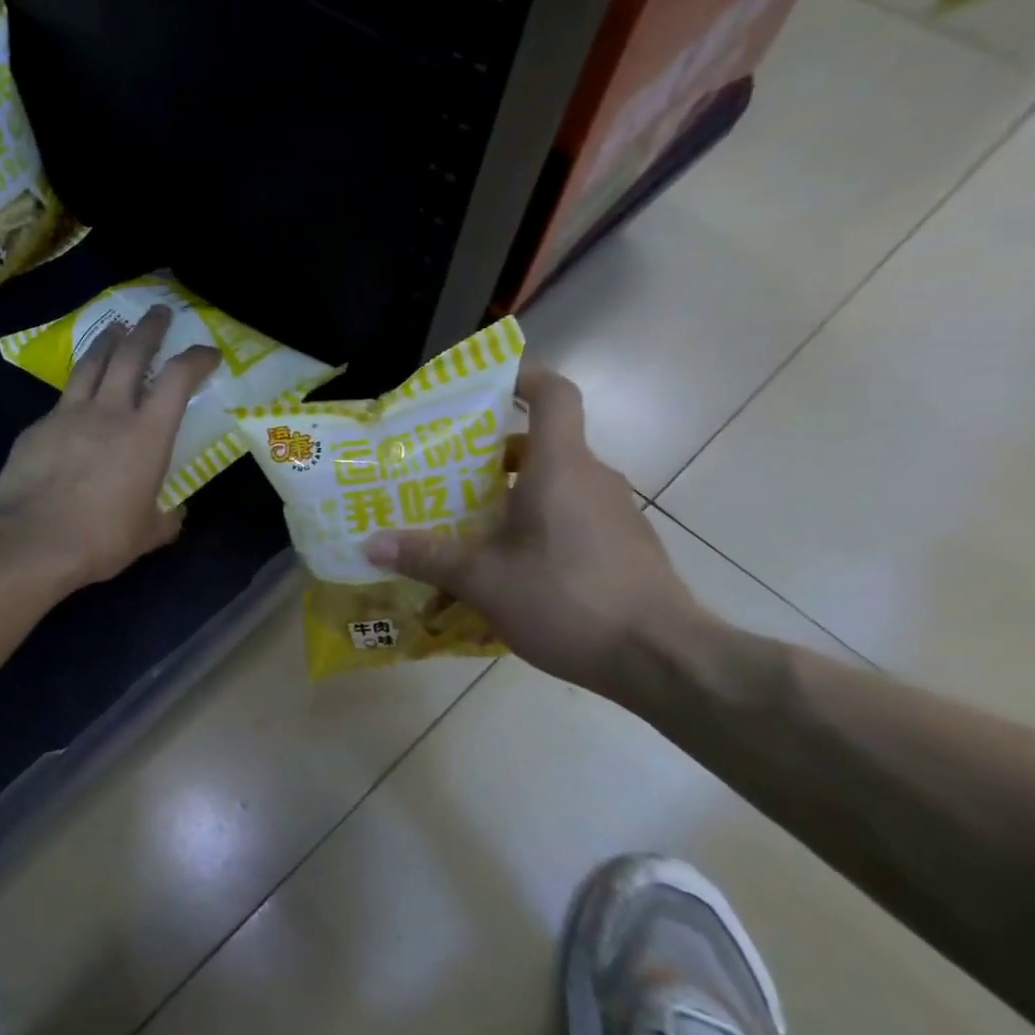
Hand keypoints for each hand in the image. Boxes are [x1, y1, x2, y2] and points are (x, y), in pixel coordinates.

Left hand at [0, 306, 221, 590]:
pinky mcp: (36, 428)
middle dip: (149, 328)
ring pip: (90, 364)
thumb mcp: (148, 534)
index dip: (196, 359)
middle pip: (131, 353)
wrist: (32, 543)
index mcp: (146, 434)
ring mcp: (67, 415)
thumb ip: (166, 518)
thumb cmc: (101, 539)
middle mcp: (109, 412)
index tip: (207, 352)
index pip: (178, 379)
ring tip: (115, 329)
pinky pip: (60, 402)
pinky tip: (73, 403)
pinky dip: (74, 394)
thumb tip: (175, 513)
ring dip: (107, 342)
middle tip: (158, 312)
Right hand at [363, 360, 705, 693]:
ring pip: (555, 483)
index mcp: (560, 467)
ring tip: (466, 523)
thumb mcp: (484, 580)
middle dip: (489, 454)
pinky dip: (537, 523)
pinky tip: (508, 564)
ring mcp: (614, 512)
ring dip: (511, 493)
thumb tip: (370, 543)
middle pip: (540, 444)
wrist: (664, 660)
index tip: (484, 381)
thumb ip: (427, 556)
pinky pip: (571, 516)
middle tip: (443, 474)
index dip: (522, 375)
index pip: (553, 394)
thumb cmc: (569, 600)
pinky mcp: (623, 544)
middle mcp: (592, 478)